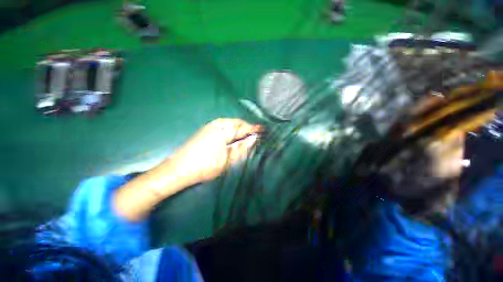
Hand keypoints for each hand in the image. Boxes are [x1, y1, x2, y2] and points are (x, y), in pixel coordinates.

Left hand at [165, 118, 261, 185]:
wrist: (179, 169)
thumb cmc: (206, 165)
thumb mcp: (228, 158)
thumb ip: (242, 147)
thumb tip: (254, 138)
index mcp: (224, 129)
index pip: (244, 127)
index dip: (254, 129)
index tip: (264, 129)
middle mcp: (218, 123)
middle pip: (237, 123)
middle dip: (247, 128)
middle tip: (255, 135)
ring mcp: (210, 126)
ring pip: (230, 124)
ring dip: (239, 129)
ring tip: (246, 136)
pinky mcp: (206, 130)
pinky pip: (224, 126)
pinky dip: (231, 130)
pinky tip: (233, 137)